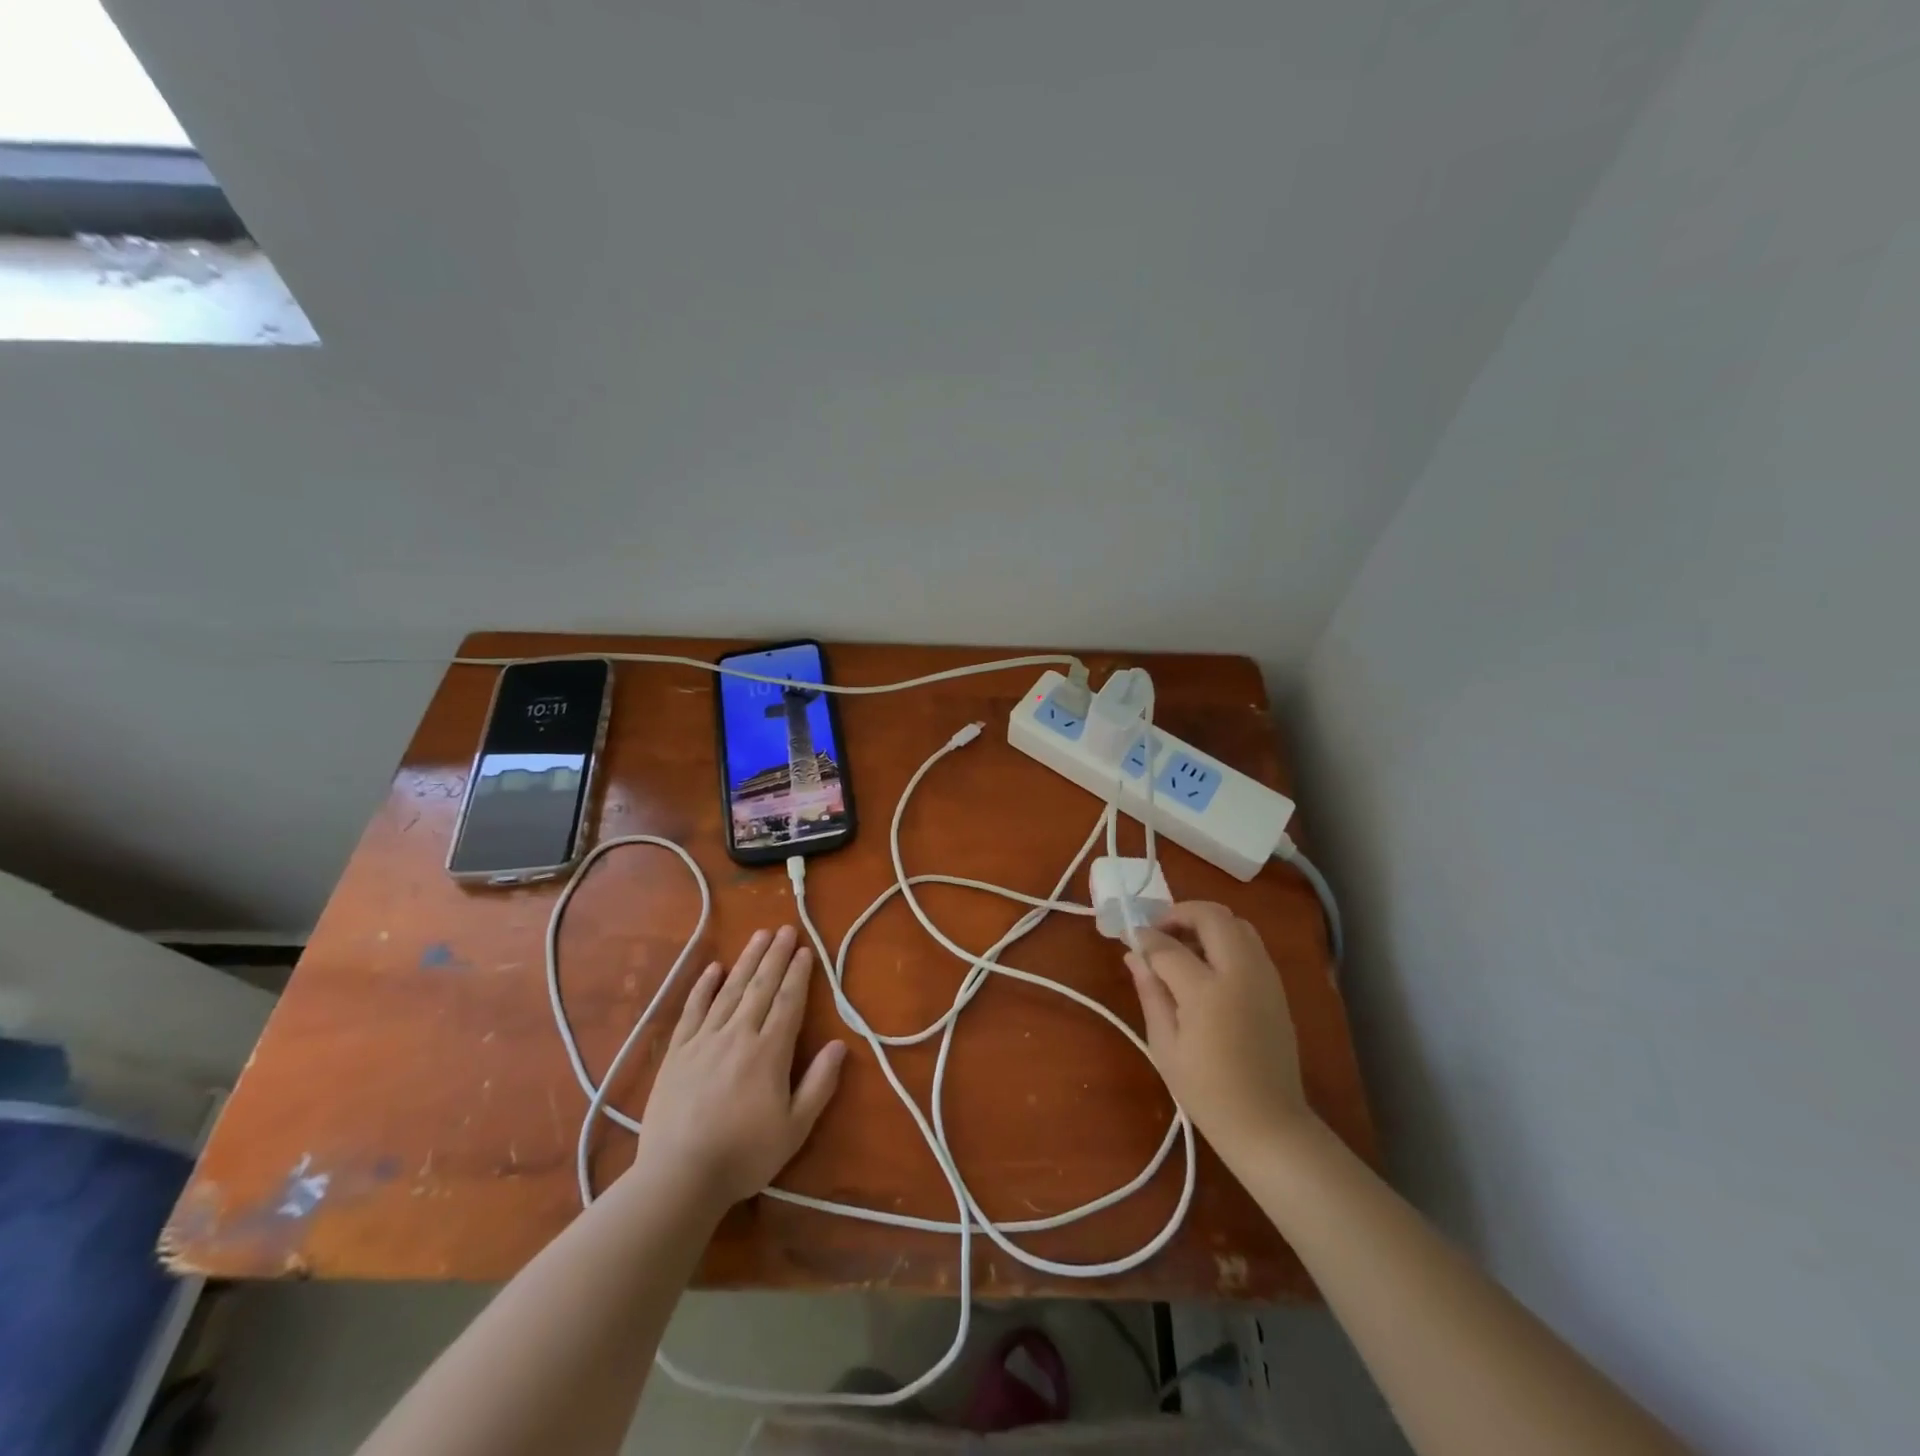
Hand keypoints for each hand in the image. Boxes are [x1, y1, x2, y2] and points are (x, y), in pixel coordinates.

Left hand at [631, 926, 846, 1208]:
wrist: (678, 1176)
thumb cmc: (744, 1155)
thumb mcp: (795, 1128)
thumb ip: (819, 1084)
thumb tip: (840, 1044)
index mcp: (769, 1052)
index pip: (788, 1002)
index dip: (798, 974)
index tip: (805, 949)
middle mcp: (738, 1035)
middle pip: (761, 987)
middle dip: (775, 956)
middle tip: (785, 929)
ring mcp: (704, 1040)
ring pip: (730, 990)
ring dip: (747, 961)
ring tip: (759, 936)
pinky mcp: (677, 1052)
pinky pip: (692, 1010)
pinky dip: (703, 987)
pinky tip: (713, 968)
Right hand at [1124, 902, 1312, 1167]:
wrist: (1268, 1124)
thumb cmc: (1207, 1092)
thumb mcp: (1164, 1044)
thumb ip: (1150, 991)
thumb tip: (1134, 954)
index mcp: (1208, 991)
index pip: (1168, 946)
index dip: (1145, 938)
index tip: (1130, 938)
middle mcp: (1240, 973)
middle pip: (1211, 916)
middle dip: (1180, 914)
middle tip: (1159, 932)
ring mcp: (1264, 977)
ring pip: (1236, 922)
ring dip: (1206, 923)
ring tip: (1183, 947)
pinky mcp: (1277, 986)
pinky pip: (1250, 943)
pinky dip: (1225, 939)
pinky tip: (1207, 966)